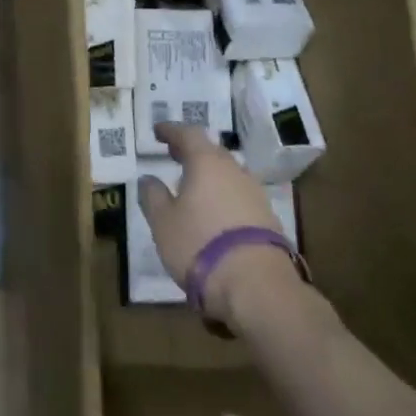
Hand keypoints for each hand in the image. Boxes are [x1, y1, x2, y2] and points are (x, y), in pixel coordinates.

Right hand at [139, 123, 300, 322]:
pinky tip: (216, 213)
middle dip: (192, 151)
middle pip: (212, 152)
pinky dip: (225, 197)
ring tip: (194, 187)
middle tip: (175, 155)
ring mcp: (255, 193)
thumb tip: (148, 179)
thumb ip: (153, 196)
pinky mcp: (268, 218)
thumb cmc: (199, 244)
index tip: (158, 131)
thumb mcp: (163, 222)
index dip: (171, 131)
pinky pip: (240, 196)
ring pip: (228, 174)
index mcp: (206, 162)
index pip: (188, 134)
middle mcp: (234, 170)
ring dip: (210, 175)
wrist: (255, 284)